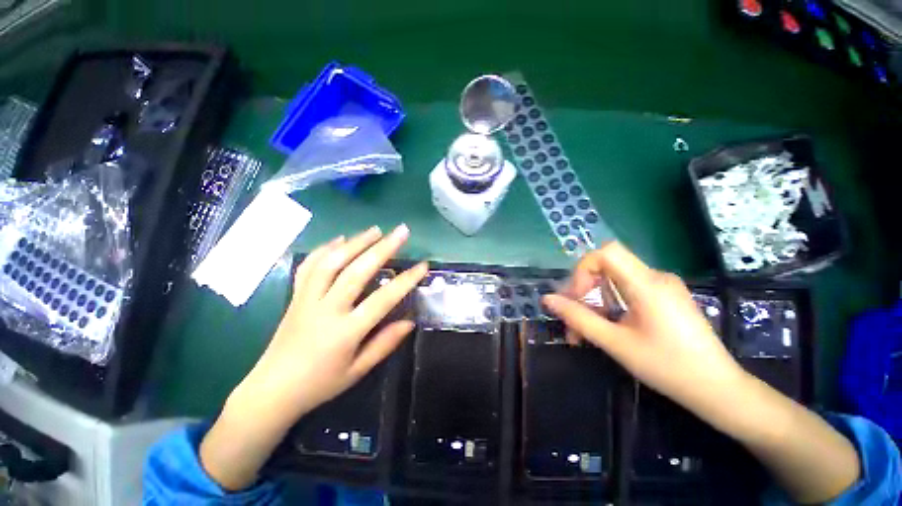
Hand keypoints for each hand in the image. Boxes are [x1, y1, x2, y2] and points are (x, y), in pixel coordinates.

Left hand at [201, 225, 426, 490]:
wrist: (272, 389)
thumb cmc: (320, 384)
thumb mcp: (357, 371)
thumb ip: (384, 344)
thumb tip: (410, 322)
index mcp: (345, 332)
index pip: (382, 299)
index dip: (406, 281)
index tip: (423, 265)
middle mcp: (326, 309)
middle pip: (356, 271)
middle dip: (382, 248)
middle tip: (401, 231)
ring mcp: (307, 299)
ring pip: (332, 262)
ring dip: (356, 241)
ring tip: (376, 229)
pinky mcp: (295, 296)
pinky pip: (309, 266)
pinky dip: (325, 248)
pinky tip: (340, 239)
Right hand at [541, 241, 746, 413]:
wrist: (718, 390)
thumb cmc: (668, 367)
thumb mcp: (616, 343)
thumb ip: (578, 318)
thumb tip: (547, 299)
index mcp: (647, 284)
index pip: (606, 252)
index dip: (583, 269)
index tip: (577, 298)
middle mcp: (656, 277)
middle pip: (607, 266)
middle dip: (584, 290)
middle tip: (573, 319)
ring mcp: (663, 286)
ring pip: (615, 280)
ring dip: (595, 301)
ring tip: (585, 332)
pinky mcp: (665, 297)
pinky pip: (628, 290)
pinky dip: (610, 304)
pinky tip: (607, 327)